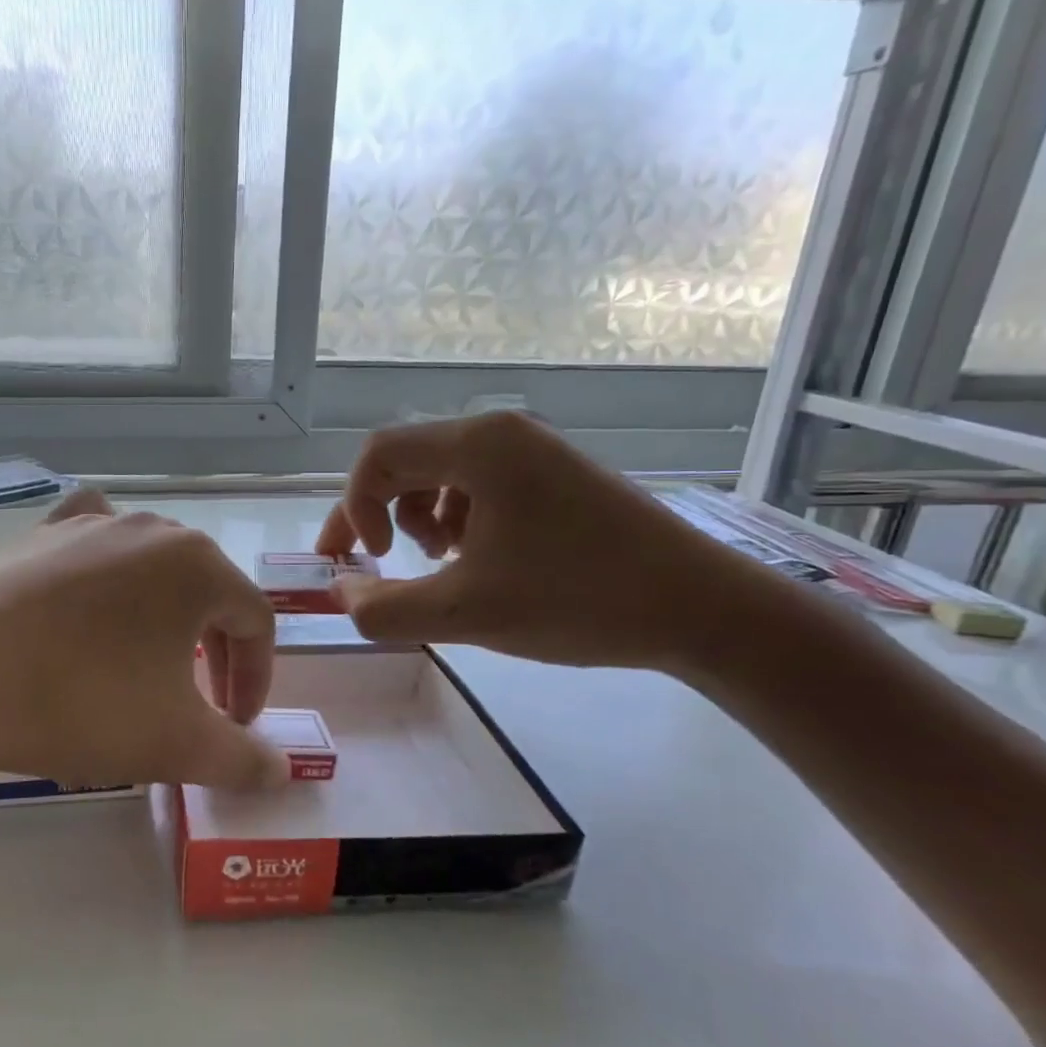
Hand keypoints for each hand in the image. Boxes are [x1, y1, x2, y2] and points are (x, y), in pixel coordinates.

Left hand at [0, 508, 287, 792]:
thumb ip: (243, 759)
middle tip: (199, 706)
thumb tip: (281, 771)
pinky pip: (91, 547)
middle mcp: (150, 529)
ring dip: (163, 623)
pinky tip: (94, 591)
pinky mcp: (37, 537)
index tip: (235, 730)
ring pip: (150, 574)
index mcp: (197, 564)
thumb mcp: (177, 743)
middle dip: (214, 655)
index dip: (256, 681)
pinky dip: (106, 572)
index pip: (254, 623)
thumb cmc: (82, 703)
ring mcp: (88, 524)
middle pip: (207, 593)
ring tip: (143, 669)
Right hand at [316, 413, 767, 671]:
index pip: (378, 455)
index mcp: (479, 446)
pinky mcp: (555, 476)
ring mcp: (534, 451)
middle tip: (376, 562)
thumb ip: (385, 609)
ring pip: (440, 473)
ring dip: (419, 517)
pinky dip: (459, 520)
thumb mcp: (466, 613)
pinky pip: (479, 485)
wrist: (704, 609)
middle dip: (380, 513)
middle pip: (407, 460)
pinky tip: (481, 559)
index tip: (369, 560)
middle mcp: (503, 433)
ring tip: (443, 562)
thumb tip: (342, 594)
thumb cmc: (579, 600)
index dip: (354, 507)